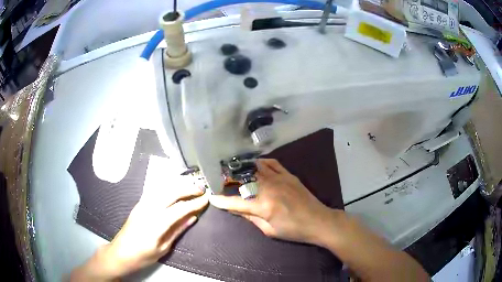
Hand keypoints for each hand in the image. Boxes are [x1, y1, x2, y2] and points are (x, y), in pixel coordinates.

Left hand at [71, 182, 207, 280]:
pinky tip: (175, 188)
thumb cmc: (143, 255)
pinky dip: (168, 186)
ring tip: (191, 186)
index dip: (194, 202)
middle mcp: (148, 209)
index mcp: (156, 224)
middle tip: (201, 189)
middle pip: (171, 192)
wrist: (120, 253)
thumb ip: (177, 230)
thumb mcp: (163, 248)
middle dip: (187, 188)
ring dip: (178, 185)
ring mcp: (142, 204)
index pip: (179, 208)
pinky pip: (155, 191)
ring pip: (162, 188)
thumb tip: (192, 217)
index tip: (206, 198)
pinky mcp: (139, 204)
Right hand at [210, 159, 336, 244]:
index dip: (221, 201)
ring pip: (255, 168)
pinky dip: (261, 162)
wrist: (319, 221)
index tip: (211, 197)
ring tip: (233, 171)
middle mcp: (269, 188)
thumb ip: (250, 218)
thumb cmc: (294, 230)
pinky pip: (272, 163)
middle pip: (243, 180)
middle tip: (220, 181)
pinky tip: (255, 165)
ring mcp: (279, 178)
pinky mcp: (288, 175)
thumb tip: (235, 209)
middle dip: (229, 180)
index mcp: (263, 205)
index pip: (236, 202)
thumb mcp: (269, 230)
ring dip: (242, 169)